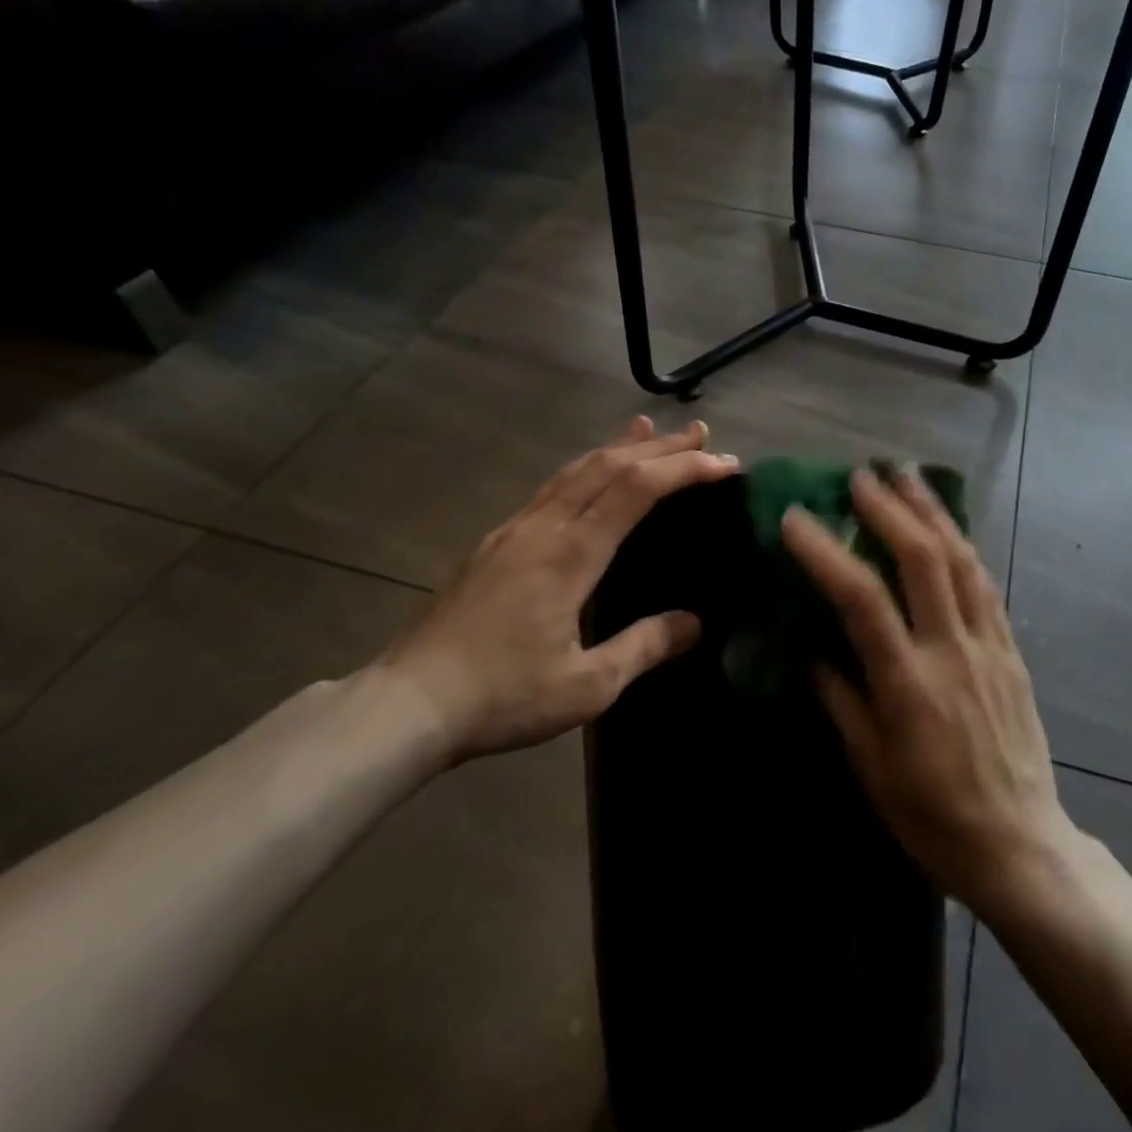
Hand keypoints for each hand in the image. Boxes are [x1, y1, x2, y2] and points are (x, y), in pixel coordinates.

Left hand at [370, 417, 738, 761]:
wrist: (407, 702)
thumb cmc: (502, 696)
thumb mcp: (587, 686)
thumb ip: (644, 647)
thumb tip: (694, 623)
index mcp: (571, 554)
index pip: (636, 489)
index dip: (684, 469)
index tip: (724, 464)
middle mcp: (544, 527)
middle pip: (608, 466)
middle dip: (660, 446)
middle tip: (701, 434)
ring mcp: (514, 530)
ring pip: (575, 469)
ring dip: (619, 447)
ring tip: (649, 429)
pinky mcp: (495, 542)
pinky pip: (551, 487)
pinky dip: (585, 467)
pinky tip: (589, 473)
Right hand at [781, 466, 1076, 914]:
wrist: (1021, 845)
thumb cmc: (933, 816)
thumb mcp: (871, 767)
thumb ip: (842, 699)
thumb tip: (815, 648)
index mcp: (908, 685)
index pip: (861, 600)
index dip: (826, 552)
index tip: (797, 517)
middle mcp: (952, 652)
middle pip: (924, 559)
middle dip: (891, 509)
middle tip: (862, 475)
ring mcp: (989, 646)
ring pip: (962, 560)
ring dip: (933, 512)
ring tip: (908, 476)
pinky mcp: (1012, 651)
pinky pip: (986, 584)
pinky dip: (962, 545)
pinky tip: (948, 527)